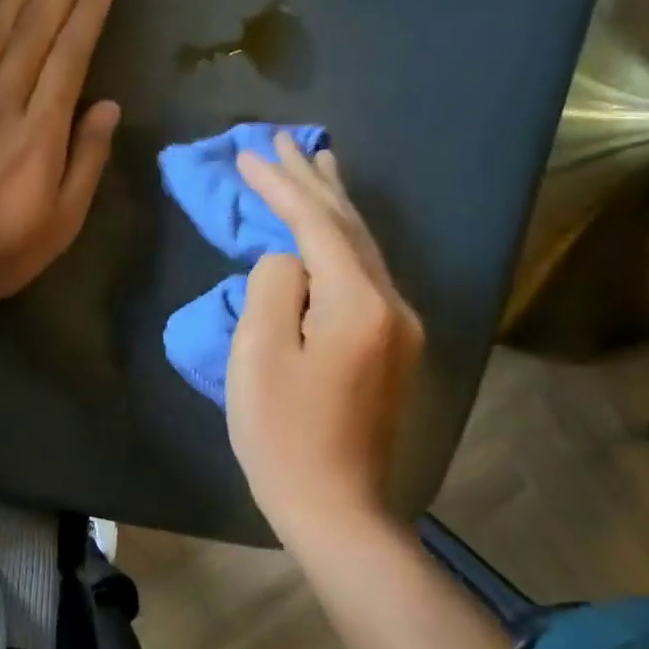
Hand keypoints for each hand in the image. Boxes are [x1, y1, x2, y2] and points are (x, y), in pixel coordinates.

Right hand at [226, 133, 423, 547]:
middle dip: (313, 181)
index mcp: (359, 303)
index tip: (247, 153)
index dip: (280, 186)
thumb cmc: (284, 436)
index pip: (317, 224)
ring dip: (334, 205)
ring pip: (364, 248)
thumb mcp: (258, 357)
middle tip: (284, 140)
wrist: (335, 507)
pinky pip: (365, 276)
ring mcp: (400, 326)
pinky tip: (331, 232)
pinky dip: (342, 242)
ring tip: (317, 165)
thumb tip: (286, 262)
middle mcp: (393, 304)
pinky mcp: (393, 347)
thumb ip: (273, 288)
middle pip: (350, 226)